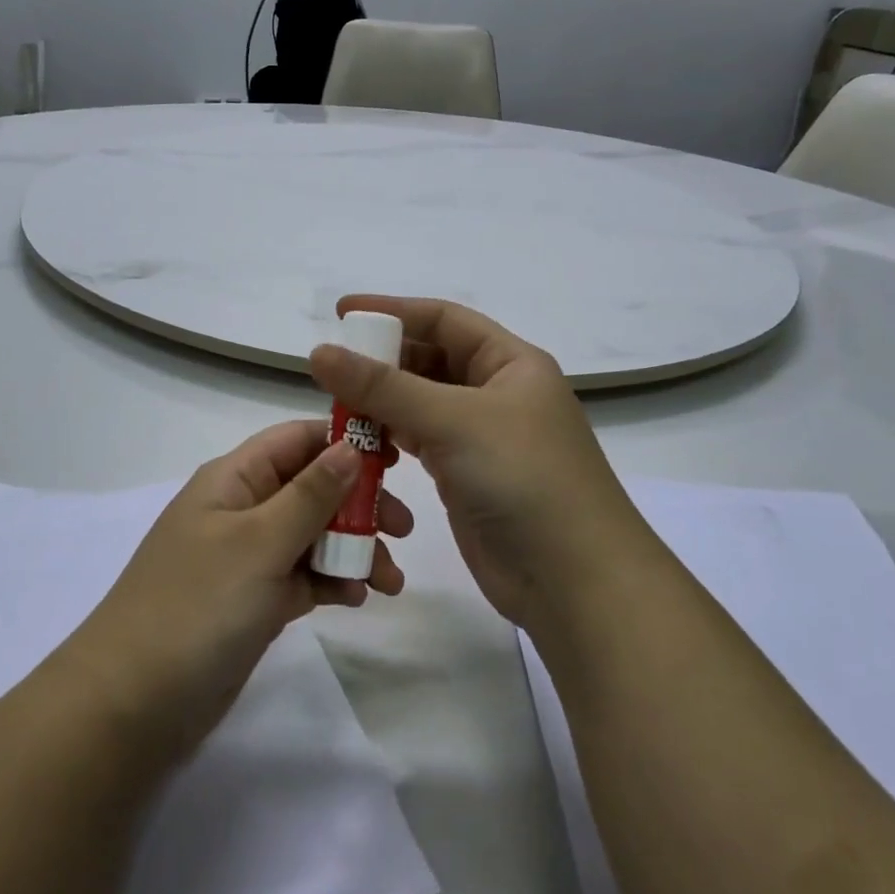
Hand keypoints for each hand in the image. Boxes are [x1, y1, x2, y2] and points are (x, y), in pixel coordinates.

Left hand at [66, 421, 409, 759]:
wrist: (133, 704)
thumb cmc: (198, 605)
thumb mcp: (259, 541)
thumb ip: (310, 494)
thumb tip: (350, 446)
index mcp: (234, 479)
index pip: (297, 440)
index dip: (346, 443)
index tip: (398, 462)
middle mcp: (241, 509)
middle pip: (312, 487)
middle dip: (359, 505)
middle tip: (403, 532)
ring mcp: (247, 557)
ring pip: (313, 535)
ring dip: (353, 549)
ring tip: (389, 583)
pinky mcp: (254, 601)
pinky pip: (303, 576)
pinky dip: (332, 581)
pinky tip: (356, 599)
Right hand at [309, 296, 638, 636]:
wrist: (575, 582)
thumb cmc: (523, 479)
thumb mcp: (453, 421)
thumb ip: (382, 387)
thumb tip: (319, 353)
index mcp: (510, 363)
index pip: (444, 320)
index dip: (393, 311)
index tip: (341, 313)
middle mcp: (497, 393)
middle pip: (429, 360)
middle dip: (382, 361)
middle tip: (332, 369)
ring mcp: (482, 437)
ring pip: (420, 404)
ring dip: (381, 403)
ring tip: (337, 407)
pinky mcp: (466, 476)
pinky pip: (419, 442)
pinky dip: (390, 438)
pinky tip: (362, 444)